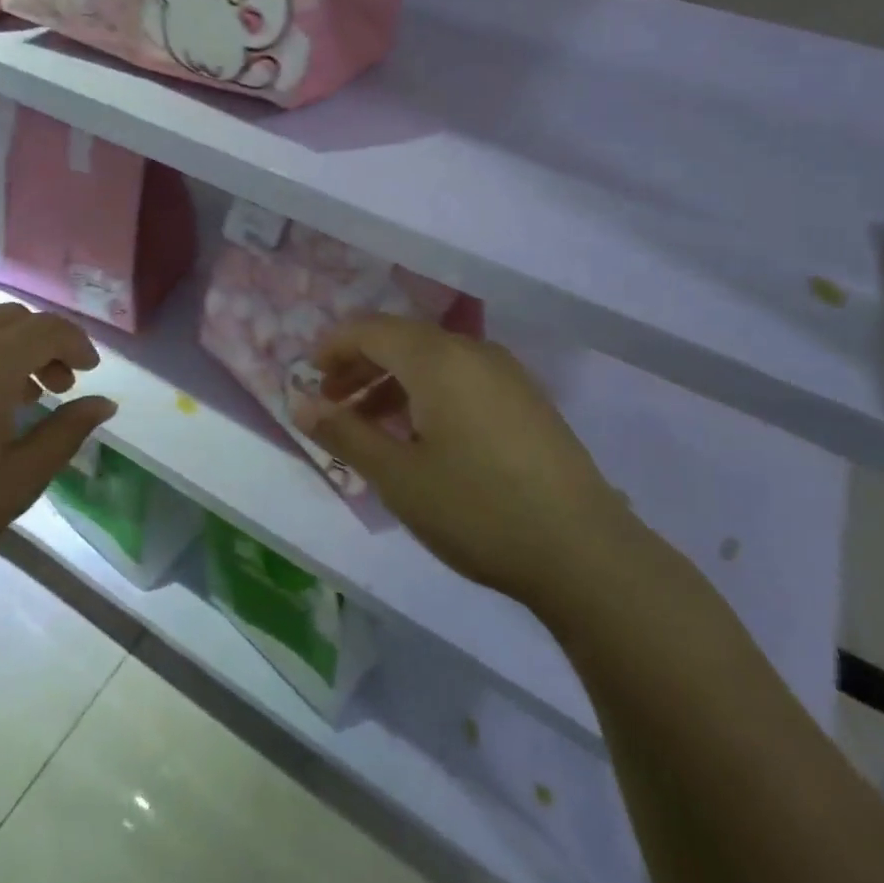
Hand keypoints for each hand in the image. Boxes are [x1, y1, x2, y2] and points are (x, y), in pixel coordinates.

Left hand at [0, 303, 115, 604]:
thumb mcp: (17, 482)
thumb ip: (66, 434)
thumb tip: (103, 404)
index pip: (46, 328)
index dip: (76, 343)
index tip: (88, 373)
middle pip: (8, 319)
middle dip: (40, 343)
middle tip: (53, 387)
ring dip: (1, 353)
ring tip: (9, 403)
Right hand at [292, 316, 624, 606]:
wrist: (585, 553)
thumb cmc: (477, 510)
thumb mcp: (398, 476)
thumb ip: (344, 432)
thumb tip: (298, 401)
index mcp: (437, 358)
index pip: (370, 329)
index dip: (333, 347)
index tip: (308, 377)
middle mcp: (472, 351)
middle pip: (401, 339)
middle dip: (360, 365)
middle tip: (332, 403)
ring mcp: (506, 373)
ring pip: (433, 359)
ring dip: (393, 381)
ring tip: (370, 425)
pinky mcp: (527, 399)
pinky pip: (462, 376)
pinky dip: (428, 392)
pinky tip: (423, 436)